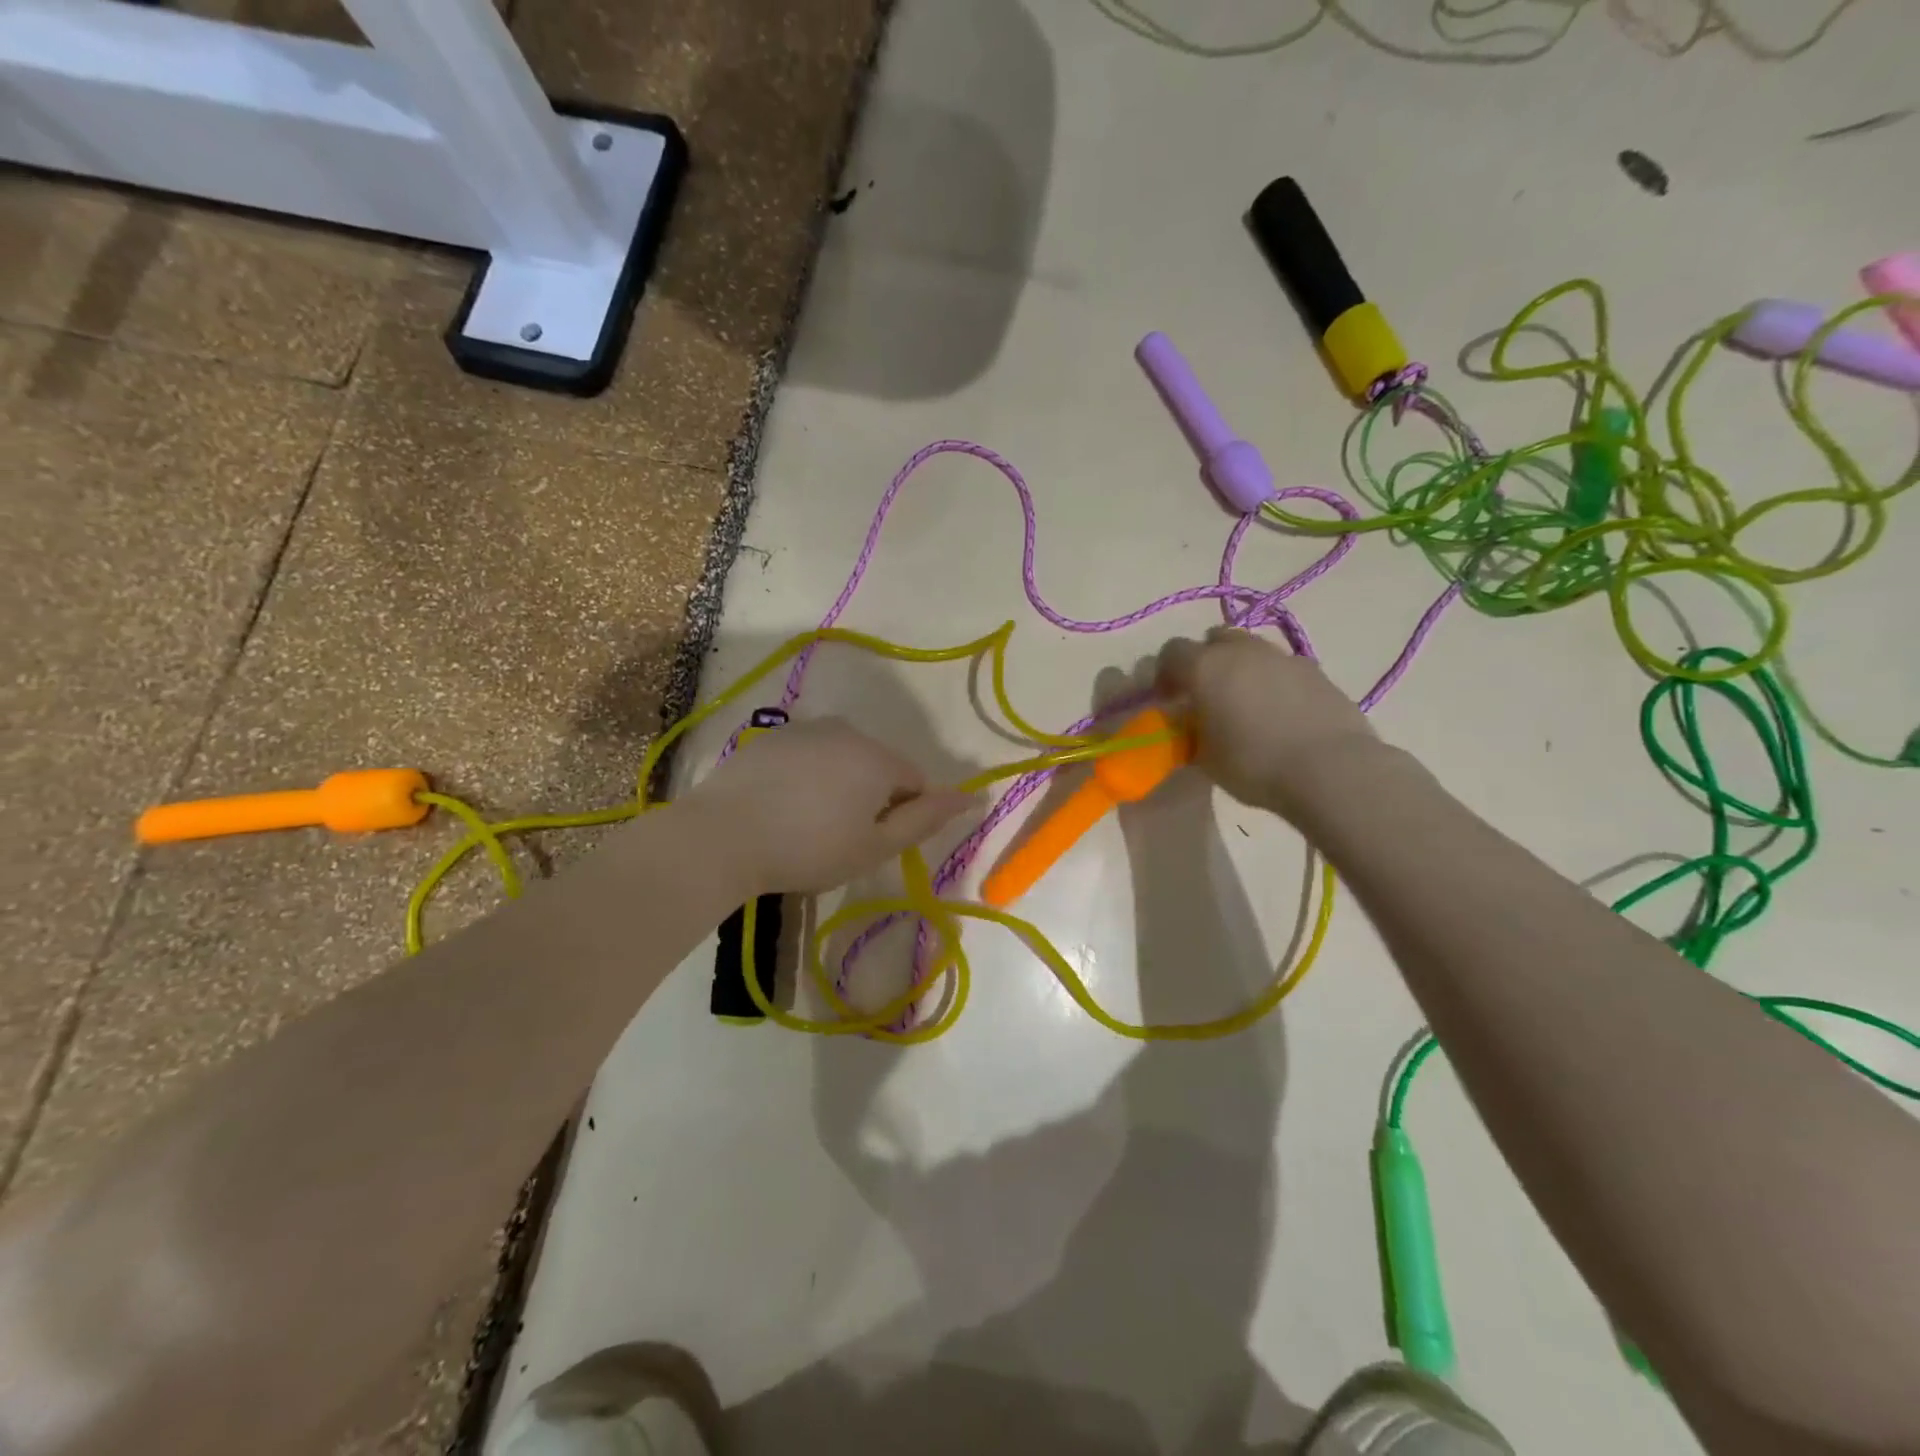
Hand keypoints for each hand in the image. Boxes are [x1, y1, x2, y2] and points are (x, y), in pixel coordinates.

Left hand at [678, 718, 976, 895]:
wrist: (722, 836)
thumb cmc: (809, 849)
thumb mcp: (875, 846)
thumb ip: (926, 819)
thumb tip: (971, 797)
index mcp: (877, 758)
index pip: (915, 780)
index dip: (907, 813)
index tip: (879, 842)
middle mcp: (846, 731)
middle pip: (878, 765)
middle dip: (873, 796)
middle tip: (844, 838)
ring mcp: (804, 730)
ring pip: (841, 757)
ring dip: (840, 784)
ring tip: (810, 823)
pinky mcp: (769, 738)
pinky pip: (806, 755)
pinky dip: (806, 777)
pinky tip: (783, 806)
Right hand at [1155, 628, 1379, 819]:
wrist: (1330, 769)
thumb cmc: (1254, 764)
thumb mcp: (1205, 759)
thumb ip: (1190, 734)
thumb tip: (1191, 728)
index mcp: (1206, 667)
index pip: (1171, 652)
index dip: (1164, 673)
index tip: (1168, 700)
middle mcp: (1242, 651)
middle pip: (1214, 639)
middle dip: (1205, 661)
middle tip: (1206, 695)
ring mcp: (1282, 657)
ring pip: (1250, 650)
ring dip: (1240, 669)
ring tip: (1244, 705)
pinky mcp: (1315, 671)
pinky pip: (1282, 667)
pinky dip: (1272, 682)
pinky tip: (1279, 714)